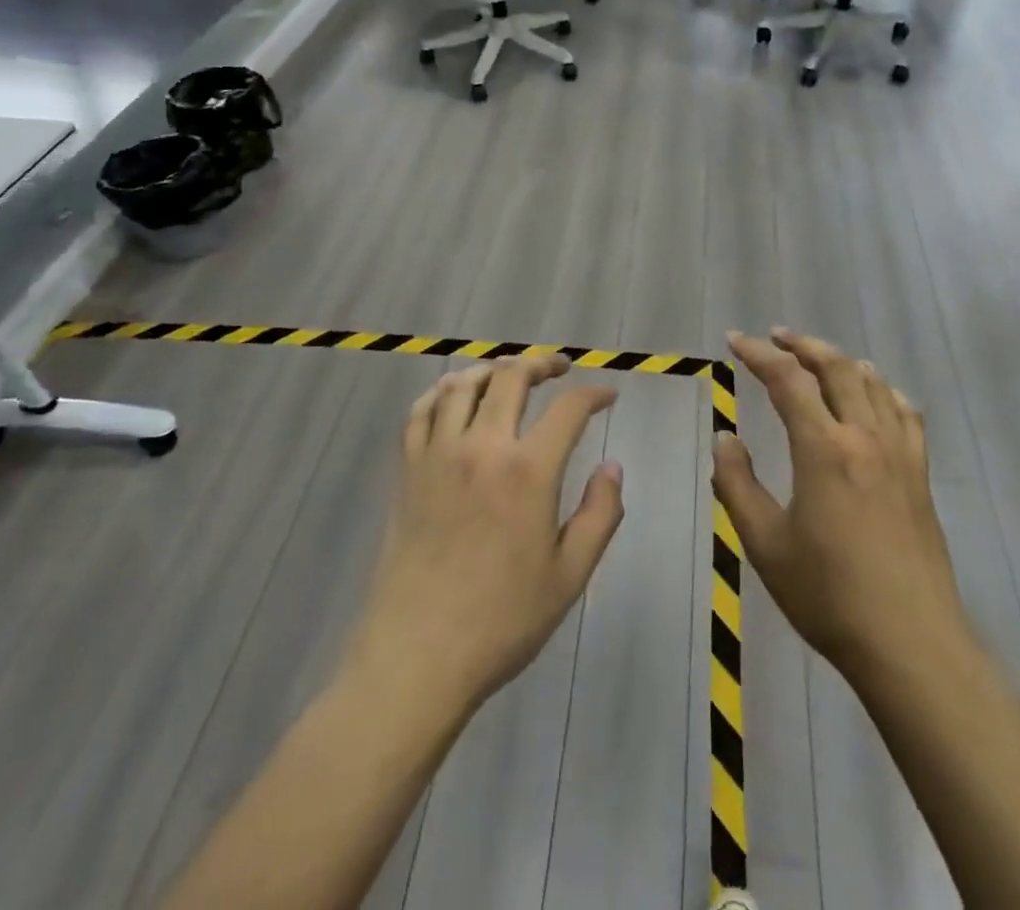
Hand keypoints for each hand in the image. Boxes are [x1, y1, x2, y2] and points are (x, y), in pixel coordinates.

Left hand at [347, 357, 622, 709]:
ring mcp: (438, 455)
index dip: (593, 394)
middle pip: (511, 378)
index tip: (607, 396)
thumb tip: (612, 467)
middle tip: (559, 369)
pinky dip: (441, 393)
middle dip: (542, 363)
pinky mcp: (407, 470)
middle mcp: (482, 447)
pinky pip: (420, 411)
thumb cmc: (502, 621)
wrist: (417, 656)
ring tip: (509, 377)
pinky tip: (454, 397)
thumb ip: (600, 514)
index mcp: (528, 471)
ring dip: (492, 370)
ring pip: (462, 384)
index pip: (568, 408)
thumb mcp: (569, 575)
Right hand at [713, 329, 967, 686]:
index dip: (758, 353)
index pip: (787, 380)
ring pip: (872, 383)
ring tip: (818, 358)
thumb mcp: (765, 544)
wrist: (911, 642)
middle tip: (776, 337)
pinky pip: (905, 413)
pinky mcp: (920, 474)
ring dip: (840, 361)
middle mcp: (864, 436)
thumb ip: (737, 484)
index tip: (735, 340)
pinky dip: (884, 391)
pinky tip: (876, 396)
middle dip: (802, 344)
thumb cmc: (829, 595)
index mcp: (823, 448)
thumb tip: (724, 438)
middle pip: (836, 367)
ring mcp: (899, 453)